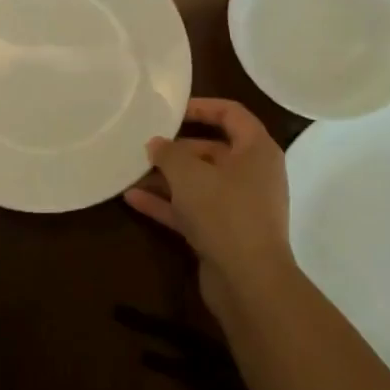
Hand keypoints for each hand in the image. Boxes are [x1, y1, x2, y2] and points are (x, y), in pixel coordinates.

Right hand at [125, 99, 296, 317]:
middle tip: (144, 144)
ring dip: (167, 178)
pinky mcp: (224, 233)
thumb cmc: (224, 213)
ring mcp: (239, 206)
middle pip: (211, 150)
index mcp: (257, 150)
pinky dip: (167, 204)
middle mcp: (252, 174)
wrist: (249, 283)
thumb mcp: (189, 174)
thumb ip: (169, 153)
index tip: (171, 109)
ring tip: (132, 170)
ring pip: (199, 182)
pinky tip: (133, 199)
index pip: (232, 114)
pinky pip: (193, 210)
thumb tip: (156, 144)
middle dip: (176, 148)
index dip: (202, 106)